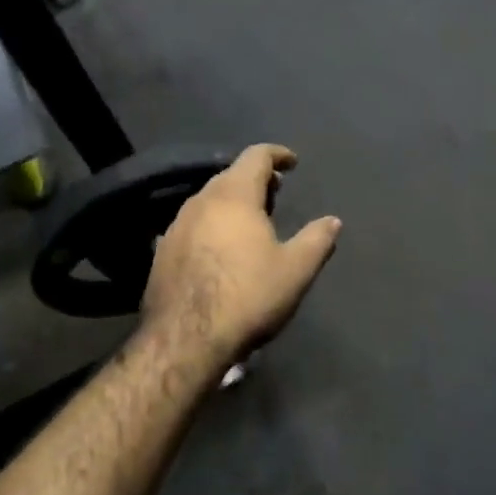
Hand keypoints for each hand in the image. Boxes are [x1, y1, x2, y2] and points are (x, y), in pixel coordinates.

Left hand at [140, 145, 340, 371]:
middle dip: (255, 179)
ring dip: (232, 202)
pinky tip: (221, 249)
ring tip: (251, 221)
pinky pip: (193, 224)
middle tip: (276, 193)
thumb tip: (333, 221)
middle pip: (230, 175)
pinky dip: (213, 224)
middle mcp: (201, 201)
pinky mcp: (162, 251)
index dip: (277, 154)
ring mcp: (176, 225)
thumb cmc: (247, 297)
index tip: (292, 162)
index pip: (256, 156)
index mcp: (234, 196)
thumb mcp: (295, 270)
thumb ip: (317, 240)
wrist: (184, 340)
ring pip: (209, 200)